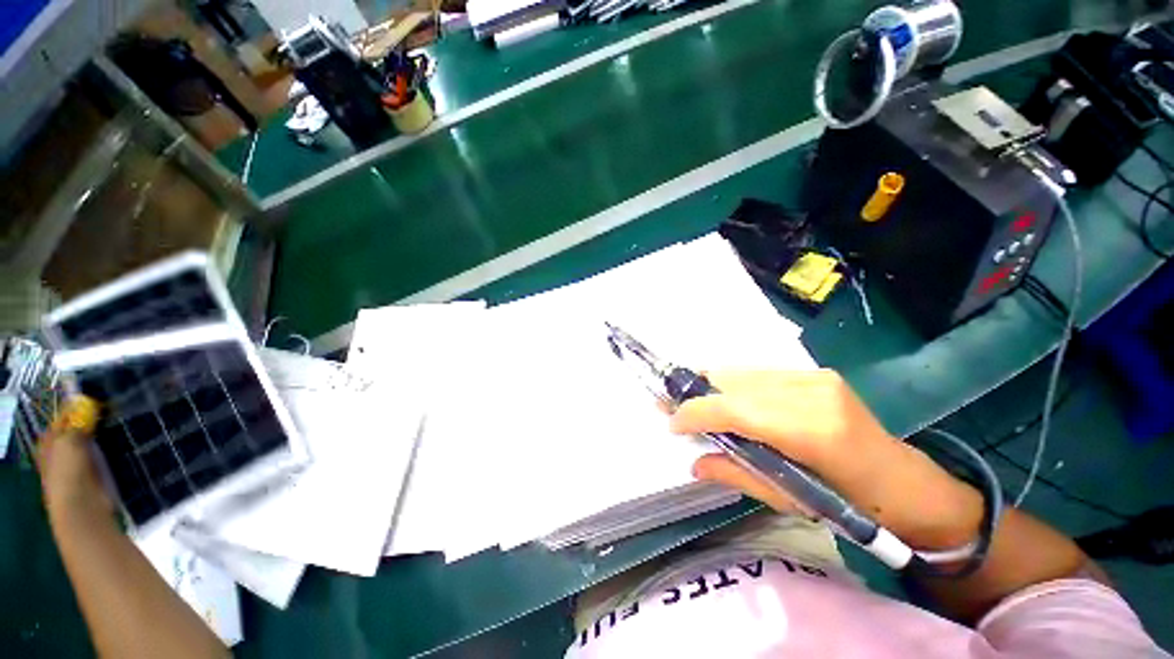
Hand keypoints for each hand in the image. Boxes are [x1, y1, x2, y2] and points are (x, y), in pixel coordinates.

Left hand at [37, 396, 113, 525]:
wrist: (83, 507)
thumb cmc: (68, 473)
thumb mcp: (69, 442)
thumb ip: (77, 422)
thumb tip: (87, 402)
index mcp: (50, 440)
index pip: (64, 415)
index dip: (79, 405)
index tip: (99, 396)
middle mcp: (61, 449)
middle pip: (79, 428)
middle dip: (94, 418)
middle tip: (115, 406)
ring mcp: (79, 462)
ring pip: (94, 440)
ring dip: (106, 432)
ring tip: (125, 419)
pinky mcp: (97, 471)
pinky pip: (105, 453)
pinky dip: (114, 446)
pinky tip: (127, 439)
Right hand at [670, 370, 983, 548]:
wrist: (907, 483)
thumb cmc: (854, 506)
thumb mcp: (791, 502)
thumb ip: (737, 475)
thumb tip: (694, 463)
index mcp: (813, 431)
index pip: (736, 410)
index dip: (696, 413)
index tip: (671, 422)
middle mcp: (812, 392)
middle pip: (734, 383)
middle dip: (695, 393)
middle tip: (669, 405)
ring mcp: (815, 377)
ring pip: (743, 373)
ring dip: (710, 386)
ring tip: (690, 400)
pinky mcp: (814, 373)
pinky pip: (758, 374)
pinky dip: (732, 385)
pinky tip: (722, 397)